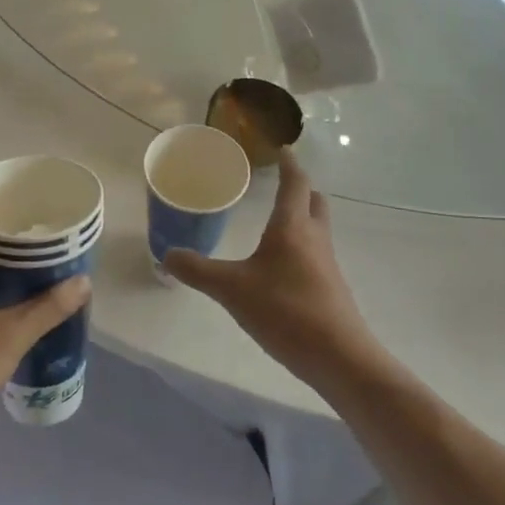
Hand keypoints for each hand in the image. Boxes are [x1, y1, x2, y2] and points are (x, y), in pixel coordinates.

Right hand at [164, 149, 375, 386]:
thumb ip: (198, 271)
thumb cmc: (285, 310)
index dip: (289, 164)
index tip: (283, 149)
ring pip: (317, 229)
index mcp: (292, 227)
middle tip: (281, 184)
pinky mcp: (331, 288)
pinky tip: (282, 267)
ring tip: (277, 223)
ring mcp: (327, 264)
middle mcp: (314, 238)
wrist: (338, 356)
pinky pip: (316, 255)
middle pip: (314, 202)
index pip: (295, 183)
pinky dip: (301, 248)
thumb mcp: (231, 289)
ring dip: (302, 218)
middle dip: (300, 189)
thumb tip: (167, 255)